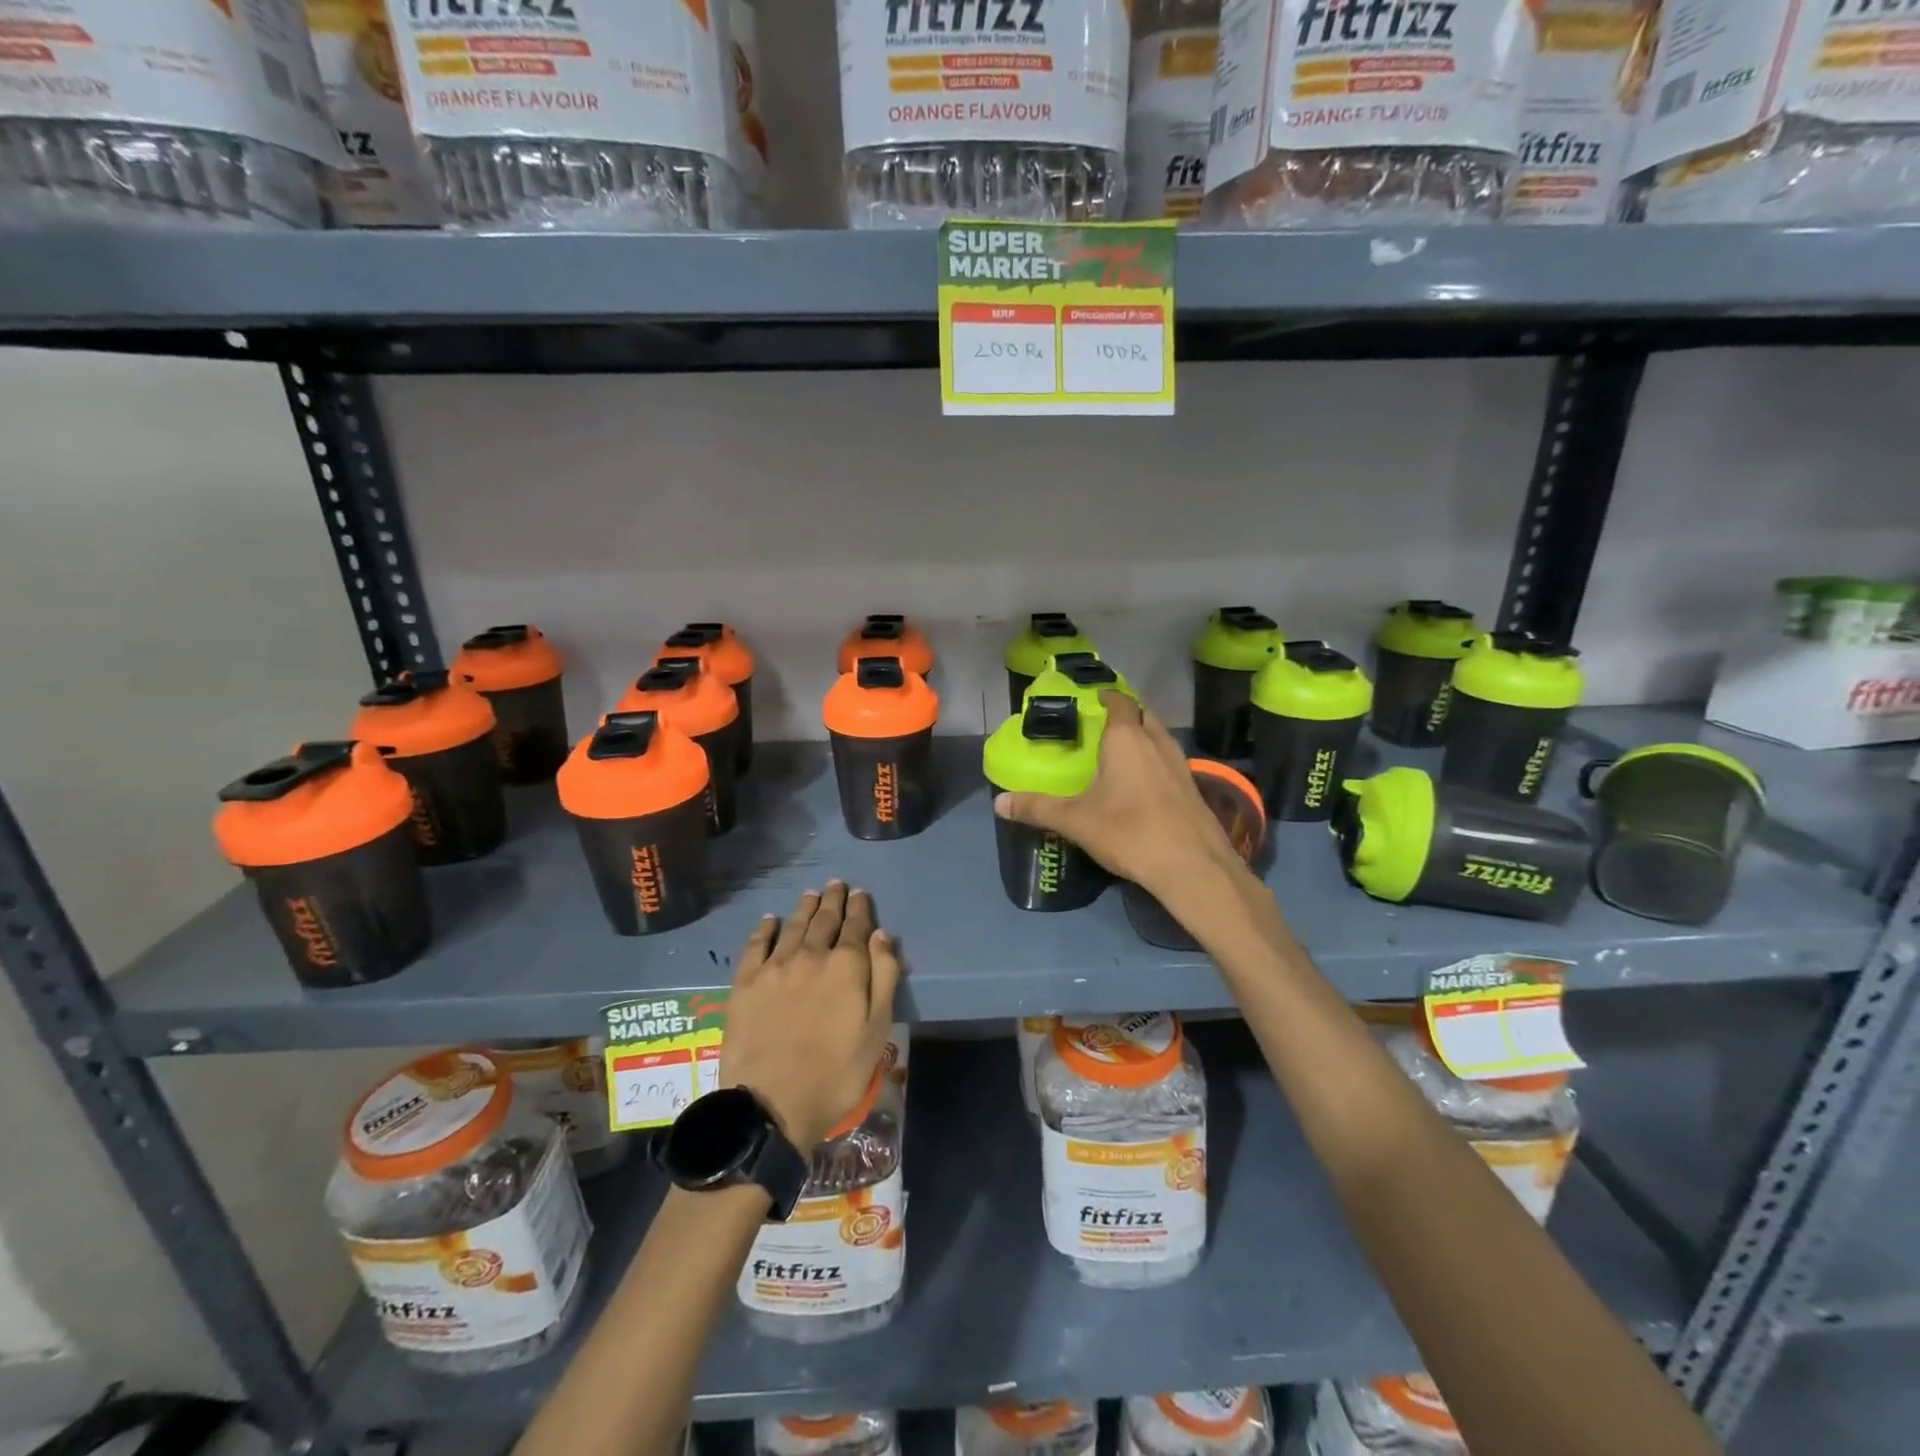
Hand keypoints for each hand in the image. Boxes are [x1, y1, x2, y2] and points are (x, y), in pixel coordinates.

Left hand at [720, 883, 902, 1149]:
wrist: (772, 1105)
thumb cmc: (836, 1073)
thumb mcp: (877, 1030)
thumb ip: (883, 977)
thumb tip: (881, 935)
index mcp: (846, 966)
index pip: (856, 927)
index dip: (860, 908)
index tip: (860, 894)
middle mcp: (810, 956)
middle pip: (824, 920)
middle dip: (833, 901)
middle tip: (836, 885)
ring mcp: (775, 967)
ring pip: (793, 926)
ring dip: (804, 908)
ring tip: (811, 895)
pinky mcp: (745, 983)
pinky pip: (755, 945)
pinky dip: (764, 928)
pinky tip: (769, 920)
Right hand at [993, 691, 1246, 906]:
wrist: (1192, 866)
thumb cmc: (1129, 832)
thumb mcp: (1075, 821)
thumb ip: (1037, 808)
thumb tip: (998, 803)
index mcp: (1126, 738)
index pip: (1119, 702)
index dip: (1107, 697)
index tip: (1092, 701)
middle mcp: (1156, 742)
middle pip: (1143, 715)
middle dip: (1125, 715)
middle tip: (1101, 728)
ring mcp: (1180, 764)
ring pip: (1160, 737)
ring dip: (1143, 738)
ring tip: (1119, 754)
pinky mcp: (1193, 787)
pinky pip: (1169, 761)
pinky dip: (1155, 762)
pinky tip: (1141, 785)